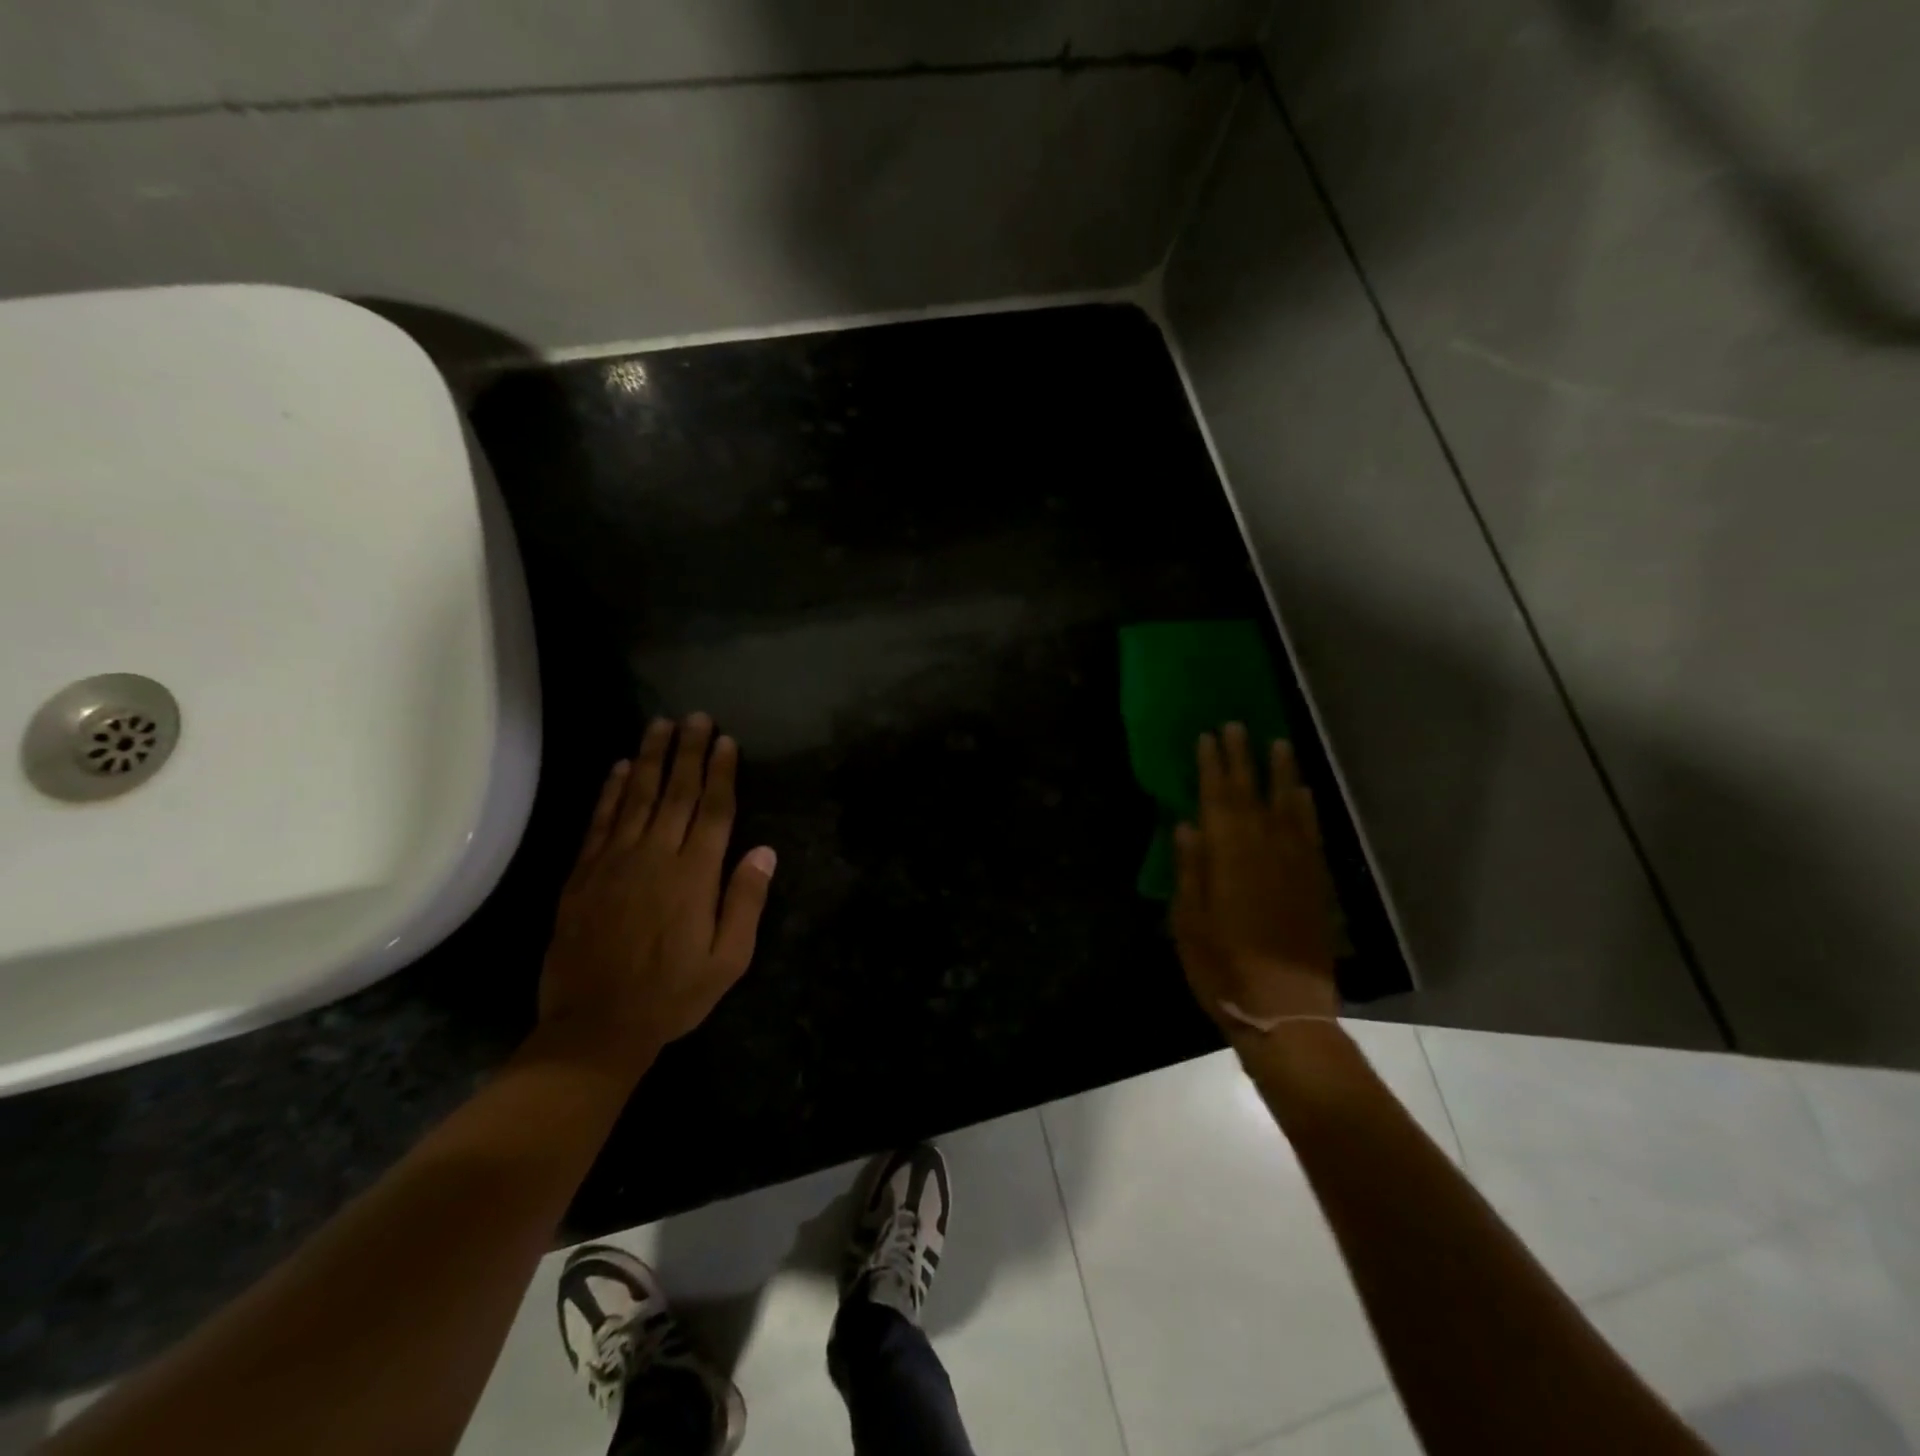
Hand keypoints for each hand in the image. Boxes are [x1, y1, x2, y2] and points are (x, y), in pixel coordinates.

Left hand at [538, 714, 776, 1075]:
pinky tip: (619, 767)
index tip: (726, 741)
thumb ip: (745, 902)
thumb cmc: (671, 995)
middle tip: (696, 717)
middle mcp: (655, 856)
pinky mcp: (583, 874)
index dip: (722, 773)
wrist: (594, 1027)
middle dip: (689, 751)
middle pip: (676, 792)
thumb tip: (764, 852)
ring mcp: (614, 862)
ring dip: (650, 758)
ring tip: (660, 724)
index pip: (714, 810)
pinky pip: (599, 821)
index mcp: (694, 875)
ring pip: (636, 797)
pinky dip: (610, 791)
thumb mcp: (728, 960)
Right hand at [1172, 723, 1338, 1031]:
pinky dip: (1307, 810)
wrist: (1286, 1012)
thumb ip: (1190, 871)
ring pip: (1287, 808)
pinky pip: (1312, 836)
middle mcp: (1264, 852)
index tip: (1207, 737)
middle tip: (1236, 726)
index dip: (1212, 766)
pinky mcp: (1316, 885)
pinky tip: (1303, 794)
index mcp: (1227, 860)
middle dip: (1242, 759)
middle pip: (1250, 795)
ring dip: (1280, 774)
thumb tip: (1187, 825)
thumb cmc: (1223, 970)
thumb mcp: (1190, 923)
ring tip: (1277, 743)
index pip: (1217, 800)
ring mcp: (1295, 867)